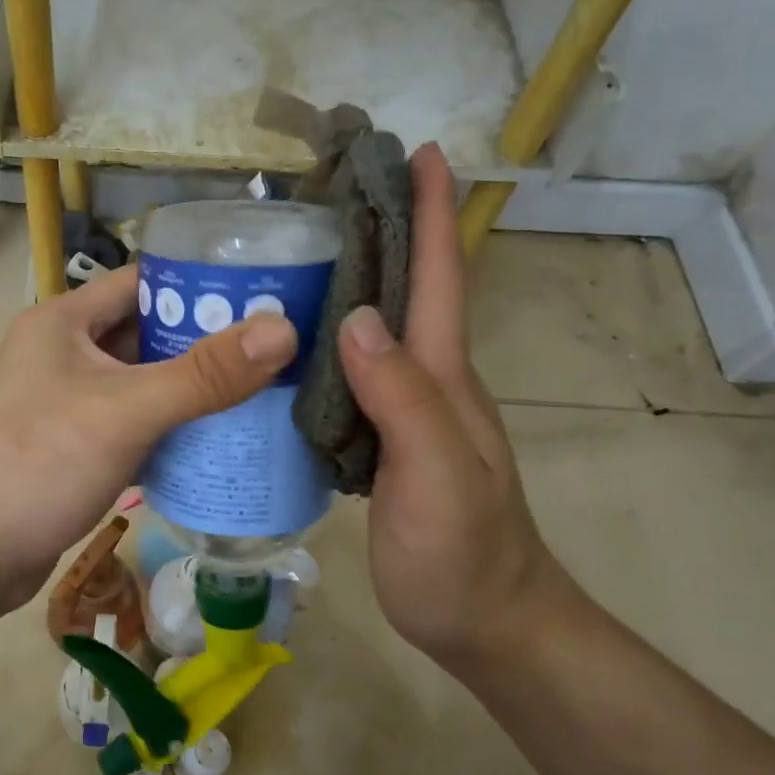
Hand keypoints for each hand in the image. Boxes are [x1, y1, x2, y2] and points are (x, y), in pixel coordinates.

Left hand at [0, 266, 296, 617]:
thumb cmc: (41, 464)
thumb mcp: (127, 411)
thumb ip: (204, 374)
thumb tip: (284, 331)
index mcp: (62, 321)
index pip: (142, 283)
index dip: (200, 286)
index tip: (262, 297)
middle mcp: (59, 353)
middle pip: (144, 334)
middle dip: (203, 344)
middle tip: (271, 354)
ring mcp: (61, 402)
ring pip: (138, 383)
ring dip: (186, 390)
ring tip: (256, 394)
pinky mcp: (68, 446)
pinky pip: (127, 422)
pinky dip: (164, 428)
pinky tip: (209, 441)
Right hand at [336, 145, 579, 670]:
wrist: (483, 623)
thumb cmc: (463, 554)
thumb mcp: (436, 476)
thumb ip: (404, 400)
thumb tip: (356, 318)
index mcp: (442, 378)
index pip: (438, 281)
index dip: (431, 215)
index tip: (418, 151)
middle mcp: (424, 383)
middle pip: (405, 293)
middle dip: (384, 231)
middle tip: (332, 191)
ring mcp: (403, 414)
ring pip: (375, 332)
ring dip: (350, 284)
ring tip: (299, 254)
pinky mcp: (379, 444)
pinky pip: (351, 377)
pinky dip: (326, 345)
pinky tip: (291, 344)